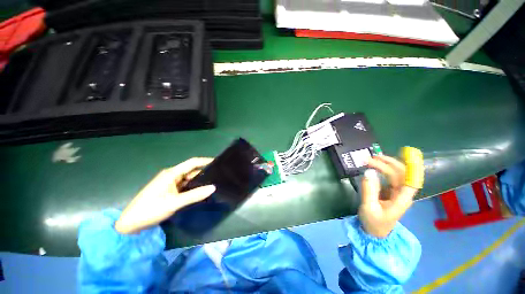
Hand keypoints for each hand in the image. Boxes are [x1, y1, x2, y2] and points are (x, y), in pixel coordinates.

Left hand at [115, 157, 215, 233]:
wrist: (130, 224)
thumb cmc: (150, 210)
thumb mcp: (174, 203)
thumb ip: (195, 195)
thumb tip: (213, 187)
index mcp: (172, 173)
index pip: (192, 163)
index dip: (205, 161)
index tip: (218, 162)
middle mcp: (171, 175)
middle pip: (191, 170)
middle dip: (204, 172)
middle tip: (218, 175)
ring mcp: (170, 183)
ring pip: (188, 178)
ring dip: (199, 180)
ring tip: (213, 182)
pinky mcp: (169, 190)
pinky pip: (184, 185)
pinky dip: (193, 187)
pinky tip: (200, 190)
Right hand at [358, 155, 418, 237]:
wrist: (374, 232)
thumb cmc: (373, 222)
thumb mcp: (369, 207)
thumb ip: (369, 190)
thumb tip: (368, 171)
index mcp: (402, 198)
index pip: (410, 180)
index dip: (410, 167)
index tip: (403, 154)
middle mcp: (402, 193)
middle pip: (401, 174)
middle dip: (388, 163)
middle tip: (371, 158)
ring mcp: (396, 192)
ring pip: (394, 174)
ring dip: (384, 165)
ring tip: (370, 159)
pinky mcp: (389, 191)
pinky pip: (388, 177)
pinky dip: (381, 170)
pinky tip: (373, 167)